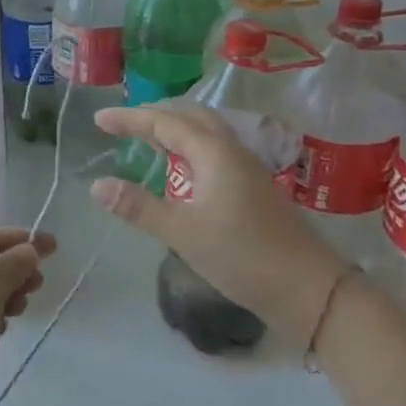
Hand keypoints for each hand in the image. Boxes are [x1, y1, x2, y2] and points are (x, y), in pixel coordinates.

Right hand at [91, 105, 345, 345]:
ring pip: (206, 134)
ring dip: (174, 129)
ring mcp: (246, 170)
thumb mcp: (182, 232)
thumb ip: (138, 207)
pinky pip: (214, 152)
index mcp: (214, 154)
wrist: (308, 289)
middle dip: (154, 115)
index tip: (99, 119)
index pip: (165, 123)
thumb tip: (97, 185)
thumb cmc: (242, 256)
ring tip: (145, 139)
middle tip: (122, 124)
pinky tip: (179, 170)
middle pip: (191, 117)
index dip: (130, 119)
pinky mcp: (252, 189)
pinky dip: (188, 148)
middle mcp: (232, 152)